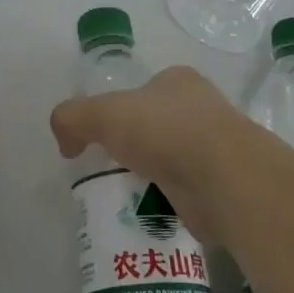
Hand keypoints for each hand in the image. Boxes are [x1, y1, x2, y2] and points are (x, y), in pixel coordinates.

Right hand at [50, 65, 268, 243]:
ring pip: (175, 159)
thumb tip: (66, 143)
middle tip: (114, 168)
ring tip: (131, 195)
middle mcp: (203, 108)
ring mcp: (220, 147)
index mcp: (178, 81)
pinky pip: (189, 192)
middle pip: (160, 125)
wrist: (225, 180)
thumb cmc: (164, 132)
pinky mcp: (227, 186)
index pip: (144, 91)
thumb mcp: (102, 114)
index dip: (121, 110)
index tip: (105, 136)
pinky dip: (172, 201)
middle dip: (140, 145)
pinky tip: (156, 212)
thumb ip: (72, 118)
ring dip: (156, 175)